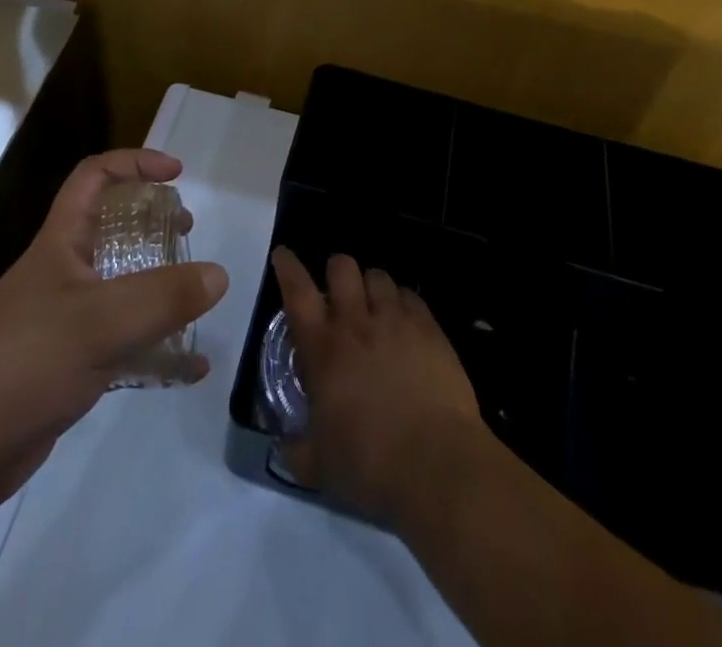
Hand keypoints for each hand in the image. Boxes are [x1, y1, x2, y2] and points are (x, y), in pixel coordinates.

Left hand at [0, 150, 228, 516]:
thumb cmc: (24, 362)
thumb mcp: (99, 322)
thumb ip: (162, 297)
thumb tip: (219, 275)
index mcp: (61, 242)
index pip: (94, 177)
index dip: (134, 163)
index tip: (176, 174)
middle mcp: (63, 271)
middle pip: (110, 226)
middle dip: (150, 220)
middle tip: (185, 231)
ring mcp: (64, 319)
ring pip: (119, 284)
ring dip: (157, 282)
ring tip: (193, 293)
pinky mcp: (69, 364)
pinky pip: (121, 341)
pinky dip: (155, 346)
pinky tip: (187, 368)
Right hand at [271, 246, 482, 525]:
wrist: (438, 466)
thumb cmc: (371, 465)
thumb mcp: (320, 467)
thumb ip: (297, 449)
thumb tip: (285, 445)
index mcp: (323, 349)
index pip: (297, 291)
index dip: (287, 267)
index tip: (283, 255)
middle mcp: (356, 323)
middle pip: (341, 266)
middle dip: (336, 272)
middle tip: (338, 295)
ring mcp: (395, 321)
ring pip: (377, 275)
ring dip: (370, 287)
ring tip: (374, 308)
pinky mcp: (429, 329)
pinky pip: (410, 295)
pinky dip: (402, 302)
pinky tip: (405, 323)